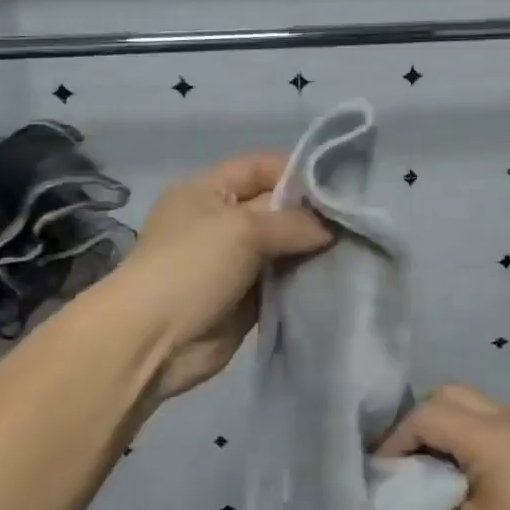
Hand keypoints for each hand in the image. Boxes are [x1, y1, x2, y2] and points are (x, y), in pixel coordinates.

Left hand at [114, 153, 331, 404]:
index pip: (259, 167)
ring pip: (281, 248)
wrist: (153, 341)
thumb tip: (330, 229)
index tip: (341, 185)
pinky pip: (281, 282)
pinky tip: (336, 278)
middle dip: (311, 215)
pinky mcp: (244, 299)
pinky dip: (302, 280)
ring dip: (310, 250)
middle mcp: (221, 222)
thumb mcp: (242, 230)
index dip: (297, 171)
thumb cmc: (191, 267)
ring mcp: (232, 262)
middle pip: (275, 208)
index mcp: (208, 190)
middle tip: (356, 221)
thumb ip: (292, 223)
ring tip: (354, 249)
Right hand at [377, 384, 509, 509]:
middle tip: (402, 462)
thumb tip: (417, 483)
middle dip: (419, 421)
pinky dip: (470, 432)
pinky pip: (495, 419)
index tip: (380, 471)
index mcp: (492, 433)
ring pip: (474, 403)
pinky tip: (466, 469)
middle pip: (450, 394)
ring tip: (429, 466)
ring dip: (447, 424)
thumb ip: (434, 498)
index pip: (427, 414)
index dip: (396, 439)